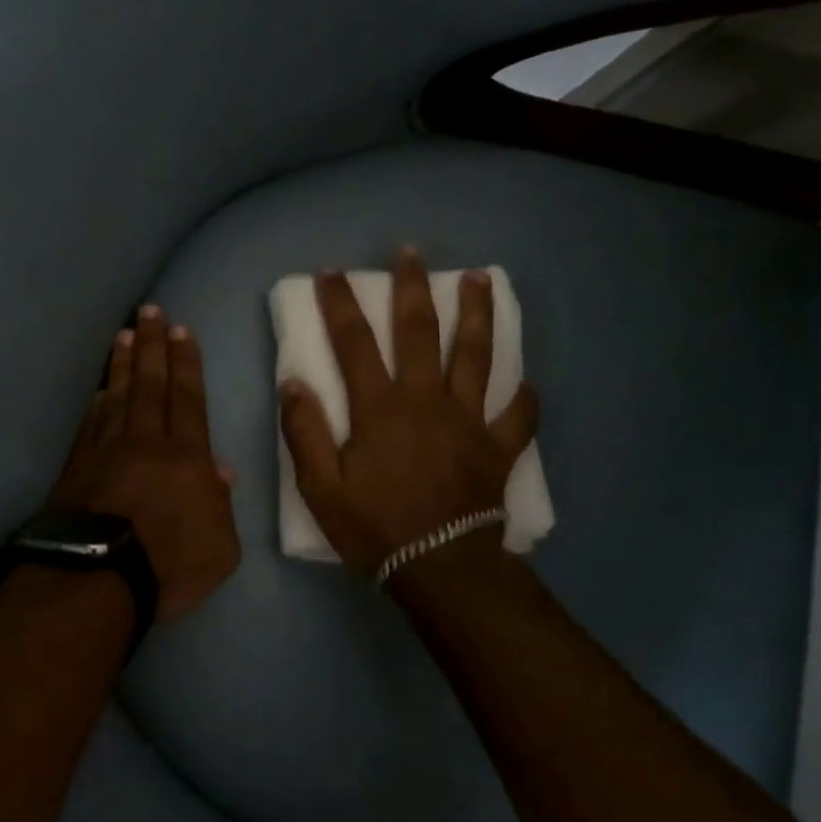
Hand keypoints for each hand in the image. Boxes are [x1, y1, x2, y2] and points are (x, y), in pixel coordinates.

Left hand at [50, 305, 241, 621]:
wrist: (96, 580)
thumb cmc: (170, 566)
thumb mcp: (221, 546)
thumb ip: (222, 505)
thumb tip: (220, 470)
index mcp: (186, 456)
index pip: (187, 398)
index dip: (186, 362)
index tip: (181, 331)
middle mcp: (146, 441)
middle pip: (150, 383)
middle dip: (153, 345)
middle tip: (151, 312)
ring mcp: (106, 450)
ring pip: (118, 395)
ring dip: (123, 362)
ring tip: (125, 334)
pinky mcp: (77, 466)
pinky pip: (91, 422)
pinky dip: (98, 401)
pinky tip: (100, 389)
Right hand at [279, 248, 537, 576]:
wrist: (440, 567)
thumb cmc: (375, 527)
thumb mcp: (320, 487)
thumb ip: (304, 432)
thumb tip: (294, 383)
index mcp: (380, 408)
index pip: (354, 342)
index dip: (340, 304)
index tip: (332, 272)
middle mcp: (426, 400)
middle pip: (420, 332)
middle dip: (412, 288)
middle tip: (412, 253)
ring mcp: (469, 420)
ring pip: (476, 355)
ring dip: (477, 314)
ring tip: (481, 279)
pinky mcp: (498, 446)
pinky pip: (517, 416)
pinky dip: (523, 398)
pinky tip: (526, 384)